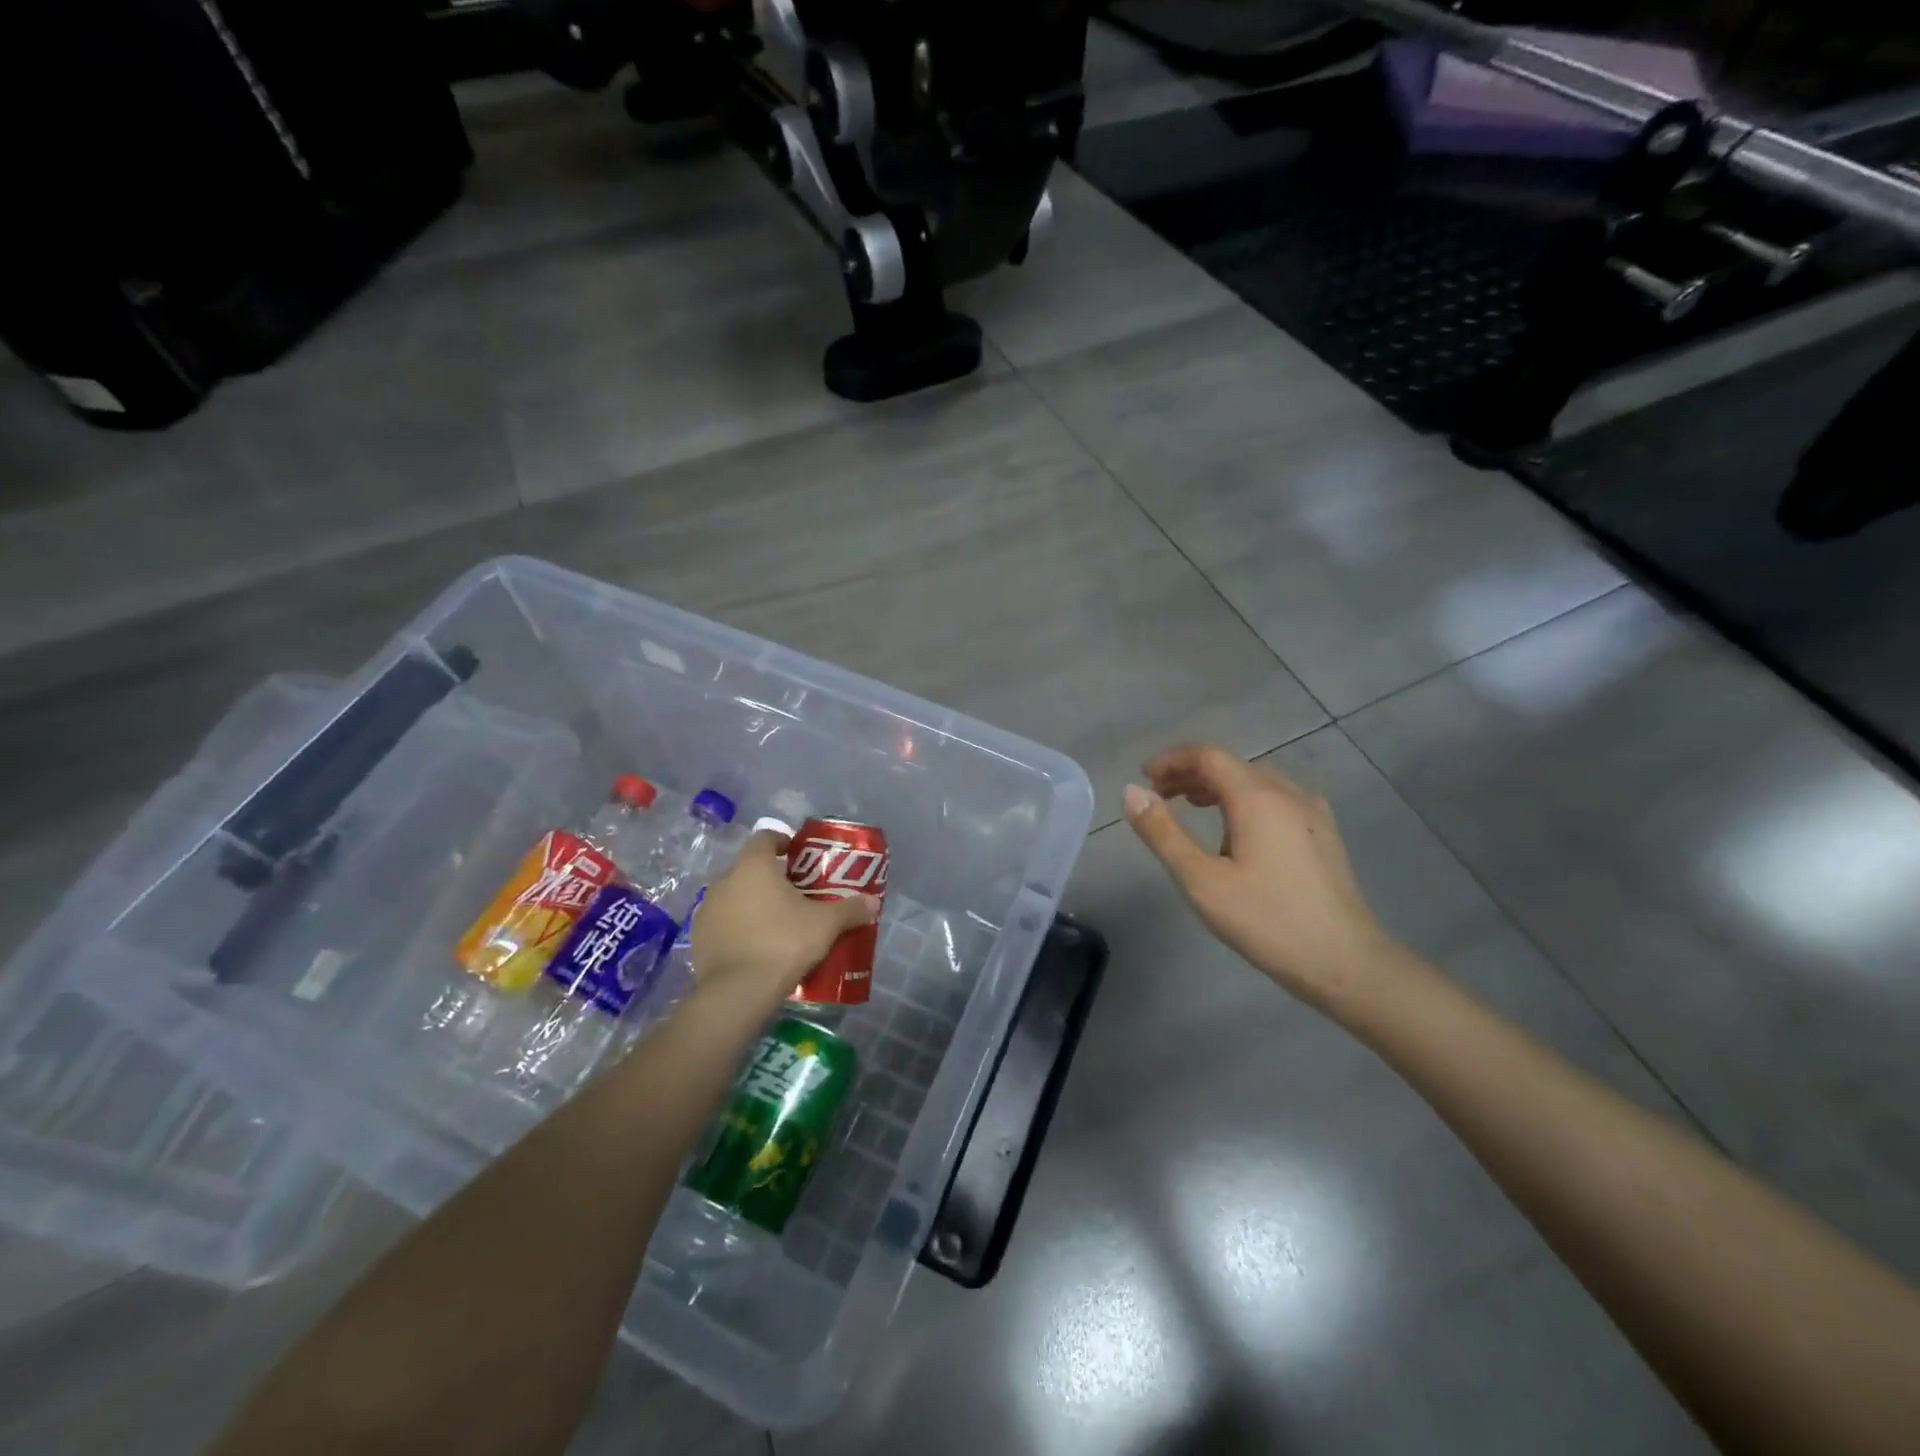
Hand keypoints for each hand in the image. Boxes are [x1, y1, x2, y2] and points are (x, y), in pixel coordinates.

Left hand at [689, 831, 878, 1011]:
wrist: (738, 992)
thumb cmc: (784, 943)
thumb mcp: (826, 925)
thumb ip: (850, 910)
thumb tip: (873, 903)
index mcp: (753, 866)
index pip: (764, 838)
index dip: (782, 842)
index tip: (798, 855)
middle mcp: (724, 880)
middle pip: (749, 868)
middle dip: (770, 877)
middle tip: (795, 894)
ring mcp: (706, 910)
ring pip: (734, 896)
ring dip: (752, 903)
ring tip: (776, 922)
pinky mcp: (698, 938)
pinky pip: (722, 923)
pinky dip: (737, 927)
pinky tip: (756, 946)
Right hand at [1123, 745, 1394, 1008]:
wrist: (1346, 962)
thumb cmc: (1267, 921)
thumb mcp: (1201, 880)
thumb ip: (1163, 833)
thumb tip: (1131, 792)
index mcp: (1257, 798)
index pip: (1208, 756)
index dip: (1172, 760)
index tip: (1144, 778)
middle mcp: (1288, 793)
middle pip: (1232, 766)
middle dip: (1190, 774)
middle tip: (1159, 797)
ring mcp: (1312, 812)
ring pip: (1256, 782)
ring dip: (1218, 787)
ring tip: (1191, 809)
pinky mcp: (1324, 834)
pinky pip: (1276, 799)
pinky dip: (1244, 801)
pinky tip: (1237, 833)